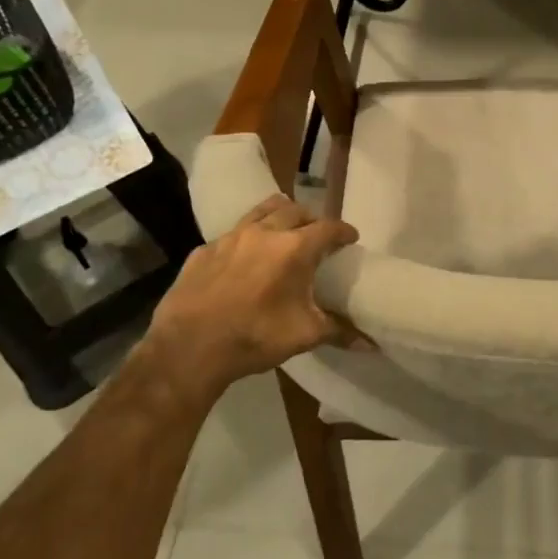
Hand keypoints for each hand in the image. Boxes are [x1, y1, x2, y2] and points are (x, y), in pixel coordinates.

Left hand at [141, 195, 362, 406]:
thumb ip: (338, 331)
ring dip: (279, 216)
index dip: (343, 231)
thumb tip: (369, 343)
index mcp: (294, 248)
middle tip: (317, 236)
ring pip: (261, 211)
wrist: (188, 348)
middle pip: (295, 210)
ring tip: (284, 231)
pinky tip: (244, 260)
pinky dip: (246, 239)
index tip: (351, 238)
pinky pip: (232, 234)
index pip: (328, 228)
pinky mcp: (203, 250)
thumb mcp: (304, 336)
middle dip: (311, 219)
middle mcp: (264, 233)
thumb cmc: (255, 337)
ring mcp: (230, 238)